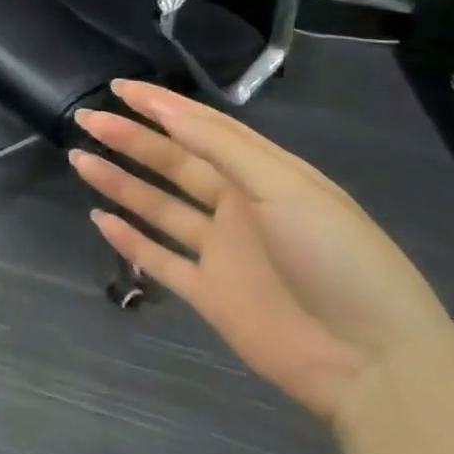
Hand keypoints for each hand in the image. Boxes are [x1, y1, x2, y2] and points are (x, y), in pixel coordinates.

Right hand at [71, 80, 453, 425]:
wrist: (374, 365)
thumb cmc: (336, 258)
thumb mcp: (284, 187)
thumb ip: (221, 147)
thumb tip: (166, 109)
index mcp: (264, 175)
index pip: (202, 128)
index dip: (160, 105)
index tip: (118, 87)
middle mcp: (239, 206)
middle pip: (173, 163)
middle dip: (130, 138)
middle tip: (86, 118)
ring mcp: (223, 252)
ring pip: (159, 206)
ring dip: (121, 182)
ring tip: (80, 160)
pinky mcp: (210, 294)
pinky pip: (161, 259)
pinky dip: (130, 241)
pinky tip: (100, 220)